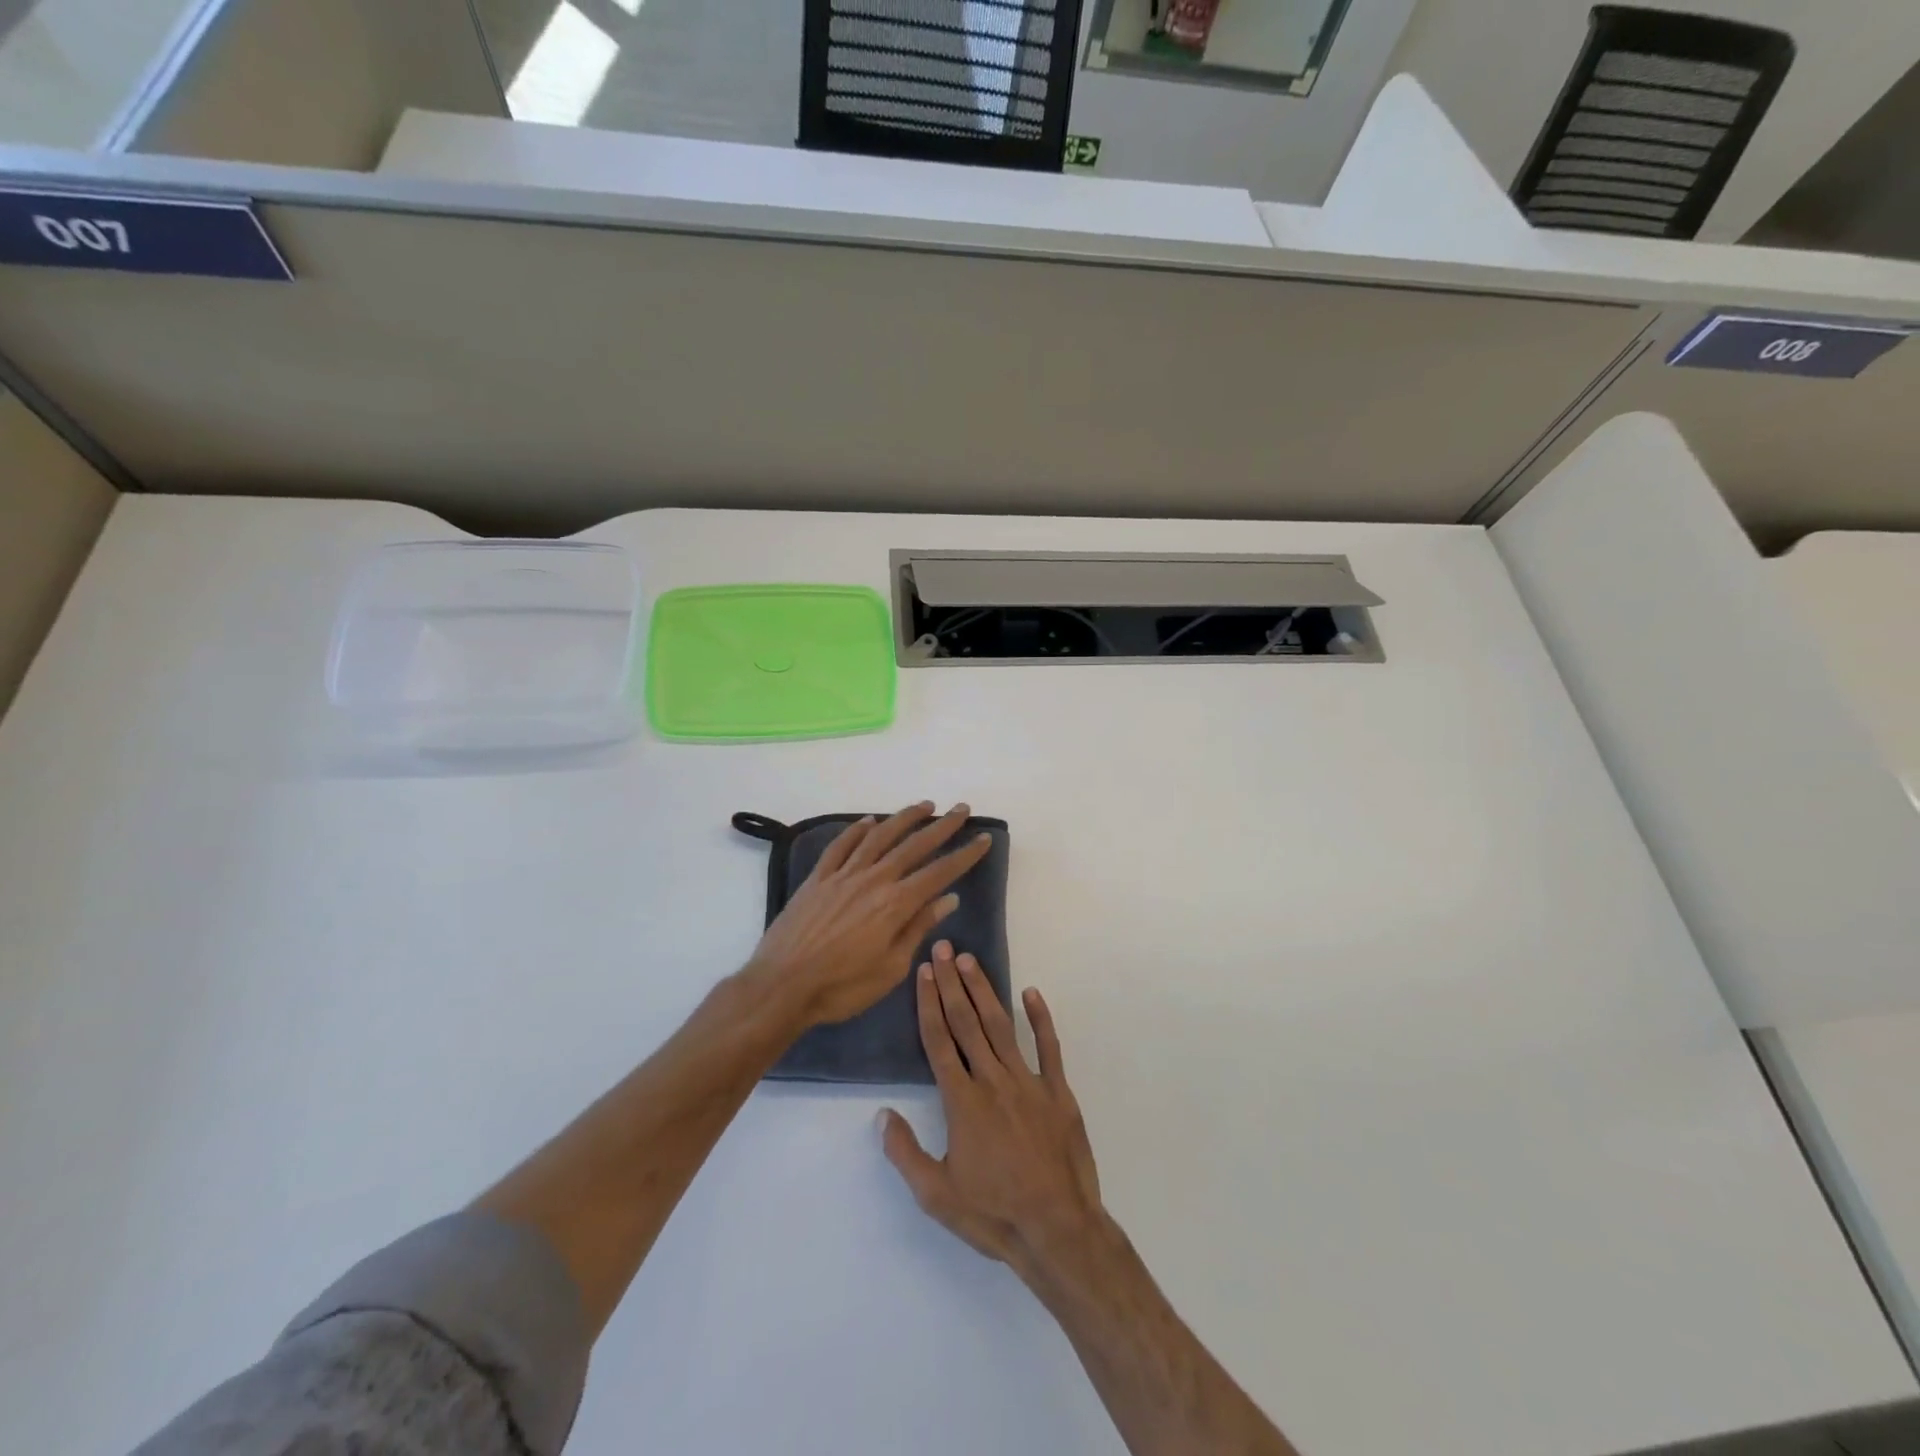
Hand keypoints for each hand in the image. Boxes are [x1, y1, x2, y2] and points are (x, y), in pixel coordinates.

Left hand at [744, 802, 990, 1029]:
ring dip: (904, 818)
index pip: (939, 872)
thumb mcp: (891, 968)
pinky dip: (857, 831)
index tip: (983, 839)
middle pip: (914, 845)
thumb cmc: (842, 987)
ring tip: (924, 806)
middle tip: (961, 809)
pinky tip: (869, 821)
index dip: (964, 855)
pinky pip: (841, 846)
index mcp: (896, 904)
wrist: (782, 985)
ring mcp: (843, 875)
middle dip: (942, 826)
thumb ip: (918, 928)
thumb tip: (948, 899)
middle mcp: (873, 880)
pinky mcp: (818, 878)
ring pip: (879, 837)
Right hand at [882, 942, 1103, 1280]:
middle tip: (943, 949)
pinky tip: (1032, 993)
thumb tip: (882, 1115)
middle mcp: (992, 1081)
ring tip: (971, 961)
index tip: (923, 973)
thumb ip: (905, 1152)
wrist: (1058, 1230)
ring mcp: (1028, 1082)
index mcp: (962, 1102)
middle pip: (967, 1023)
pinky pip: (1048, 1047)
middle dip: (952, 983)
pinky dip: (1040, 1018)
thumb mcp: (936, 1195)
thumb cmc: (993, 1214)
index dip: (929, 1004)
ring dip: (984, 991)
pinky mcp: (1058, 1091)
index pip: (939, 1042)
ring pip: (1001, 1027)